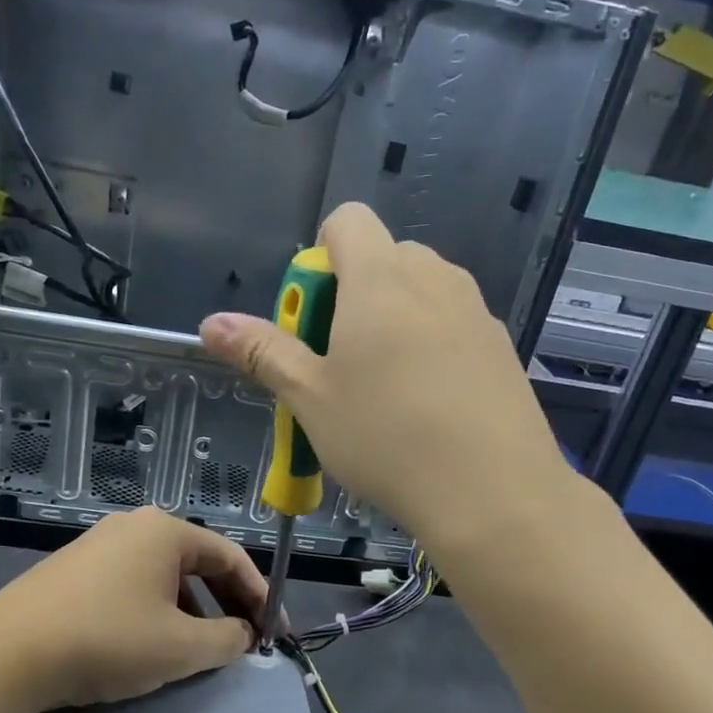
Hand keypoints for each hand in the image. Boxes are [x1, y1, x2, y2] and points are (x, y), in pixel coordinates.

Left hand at [0, 507, 265, 711]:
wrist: (7, 654)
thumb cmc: (108, 639)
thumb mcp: (181, 647)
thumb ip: (227, 639)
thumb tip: (242, 635)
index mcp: (165, 531)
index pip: (231, 557)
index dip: (260, 596)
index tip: (275, 633)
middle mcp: (134, 526)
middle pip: (198, 563)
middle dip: (227, 604)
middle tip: (245, 641)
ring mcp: (98, 545)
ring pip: (165, 576)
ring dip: (193, 610)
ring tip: (199, 649)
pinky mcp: (73, 569)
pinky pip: (133, 584)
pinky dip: (157, 610)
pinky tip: (151, 643)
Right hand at [198, 203, 573, 551]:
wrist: (493, 491)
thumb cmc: (385, 437)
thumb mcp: (310, 398)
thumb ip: (262, 352)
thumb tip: (210, 323)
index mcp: (380, 277)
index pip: (346, 221)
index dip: (319, 259)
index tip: (313, 319)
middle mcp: (433, 277)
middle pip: (383, 258)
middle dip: (352, 296)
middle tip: (339, 365)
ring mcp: (475, 310)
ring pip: (421, 294)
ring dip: (392, 322)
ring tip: (385, 392)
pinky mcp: (502, 346)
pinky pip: (453, 325)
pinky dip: (431, 347)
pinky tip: (430, 408)